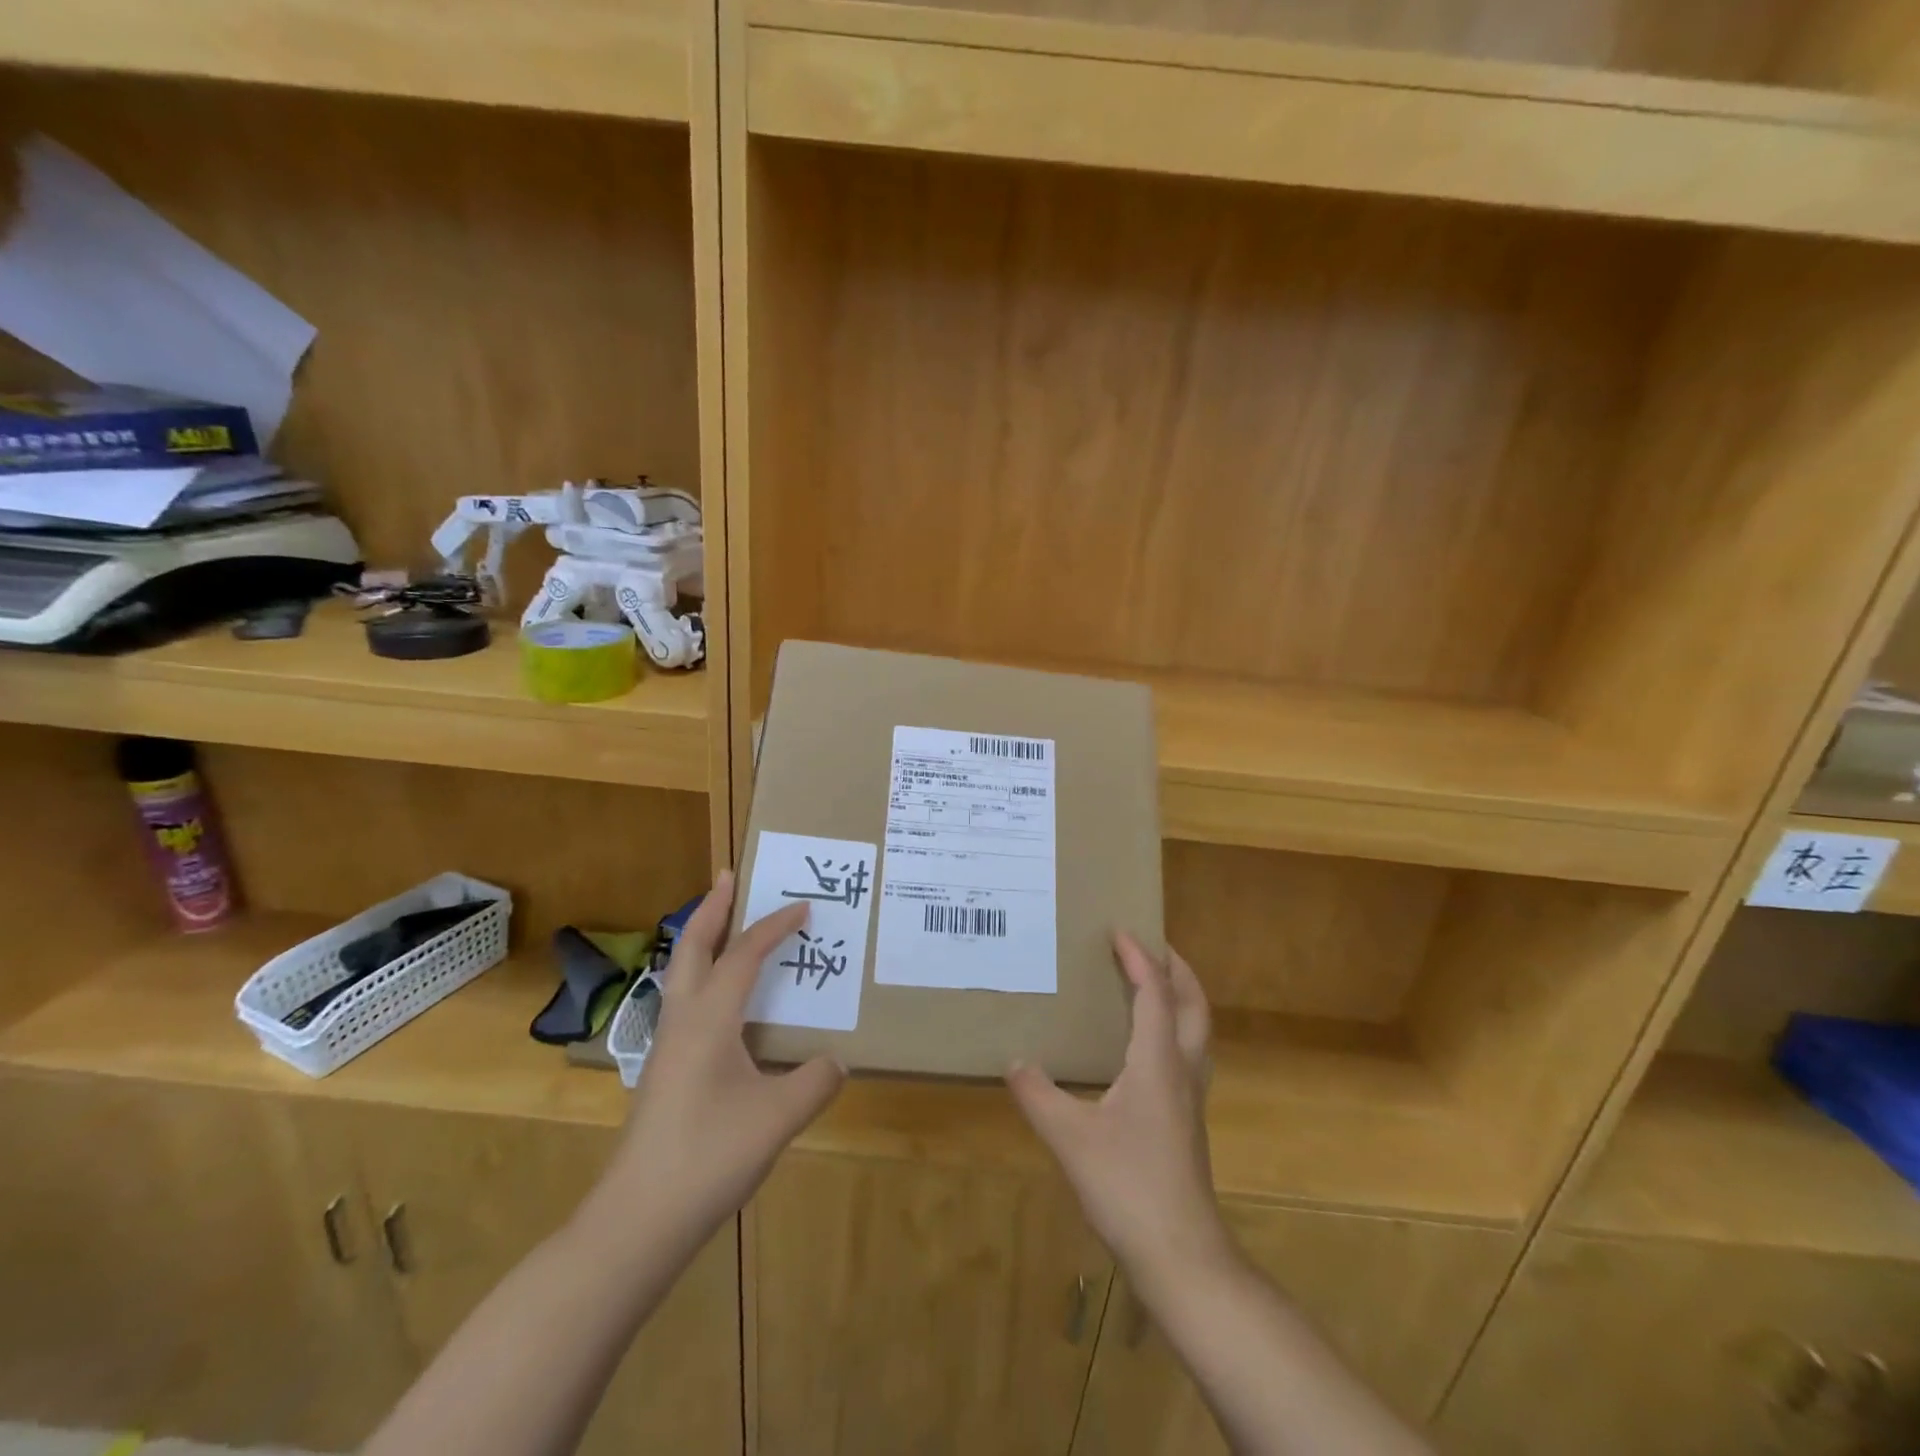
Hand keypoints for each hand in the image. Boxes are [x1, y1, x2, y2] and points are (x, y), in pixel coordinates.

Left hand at [585, 872, 845, 1253]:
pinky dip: (703, 977)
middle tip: (729, 877)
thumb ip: (815, 1082)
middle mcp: (683, 1021)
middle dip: (712, 908)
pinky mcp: (664, 1071)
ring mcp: (667, 1047)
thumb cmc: (709, 1157)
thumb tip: (835, 1062)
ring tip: (725, 925)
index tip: (803, 907)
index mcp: (710, 1019)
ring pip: (681, 974)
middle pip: (691, 947)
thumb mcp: (778, 1118)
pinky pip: (685, 1002)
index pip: (744, 955)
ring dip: (702, 940)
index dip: (774, 926)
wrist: (638, 1220)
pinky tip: (723, 1002)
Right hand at [1008, 934, 1227, 1289]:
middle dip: (1177, 969)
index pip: (1155, 994)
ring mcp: (1191, 1099)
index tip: (1120, 930)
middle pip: (1194, 1005)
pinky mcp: (1188, 1122)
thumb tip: (1014, 1061)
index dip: (1139, 958)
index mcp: (1156, 1062)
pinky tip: (1146, 1049)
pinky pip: (1188, 1055)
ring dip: (1181, 998)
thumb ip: (1038, 1095)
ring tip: (1153, 985)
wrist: (1181, 1255)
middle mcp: (1182, 1071)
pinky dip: (1174, 1030)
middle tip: (1152, 945)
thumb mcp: (1069, 1138)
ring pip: (1197, 1031)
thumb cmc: (1127, 1186)